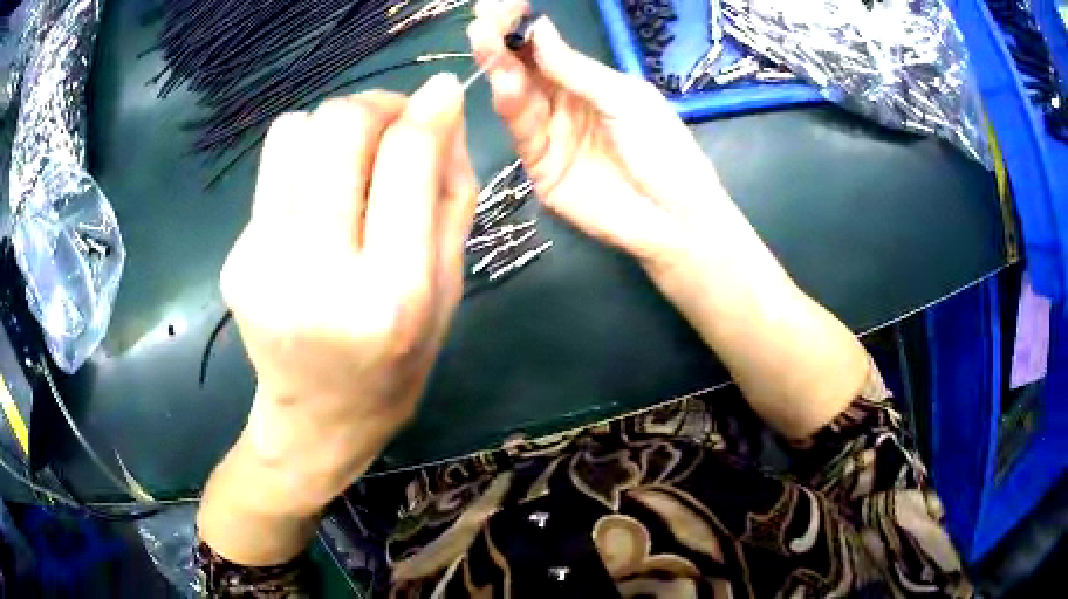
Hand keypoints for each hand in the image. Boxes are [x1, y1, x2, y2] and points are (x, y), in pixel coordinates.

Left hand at [199, 74, 475, 564]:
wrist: (319, 418)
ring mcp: (262, 266)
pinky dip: (302, 159)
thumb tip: (441, 106)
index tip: (440, 93)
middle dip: (375, 106)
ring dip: (334, 129)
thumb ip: (450, 193)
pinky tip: (315, 198)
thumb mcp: (449, 290)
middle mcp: (317, 275)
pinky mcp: (235, 259)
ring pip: (295, 131)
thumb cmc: (398, 363)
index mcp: (391, 296)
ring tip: (350, 166)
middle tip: (393, 124)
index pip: (403, 160)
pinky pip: (272, 165)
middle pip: (337, 128)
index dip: (427, 110)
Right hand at [467, 0, 730, 265]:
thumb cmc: (666, 151)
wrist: (676, 219)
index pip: (545, 49)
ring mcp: (549, 135)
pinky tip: (507, 84)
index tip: (501, 7)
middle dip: (501, 44)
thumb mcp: (626, 99)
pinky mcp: (539, 168)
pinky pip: (522, 133)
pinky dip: (512, 107)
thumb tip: (539, 28)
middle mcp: (562, 104)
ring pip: (517, 97)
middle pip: (524, 69)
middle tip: (482, 22)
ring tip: (486, 43)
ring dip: (500, 69)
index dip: (523, 28)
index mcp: (588, 82)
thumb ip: (577, 70)